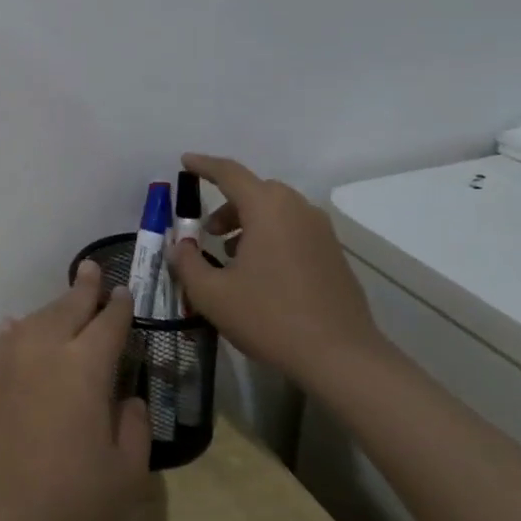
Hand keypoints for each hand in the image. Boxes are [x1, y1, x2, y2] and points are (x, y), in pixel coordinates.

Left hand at [0, 262, 150, 520]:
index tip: (125, 292)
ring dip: (54, 307)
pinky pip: (10, 339)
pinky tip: (17, 326)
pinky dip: (20, 328)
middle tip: (92, 270)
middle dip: (84, 288)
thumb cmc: (70, 496)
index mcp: (86, 366)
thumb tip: (129, 399)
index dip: (119, 307)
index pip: (108, 324)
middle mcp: (47, 349)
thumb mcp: (125, 472)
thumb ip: (134, 428)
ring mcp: (13, 360)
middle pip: (68, 308)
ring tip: (65, 302)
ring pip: (37, 318)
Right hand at [167, 153, 387, 385]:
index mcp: (267, 208)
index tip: (185, 162)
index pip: (229, 173)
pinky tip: (259, 271)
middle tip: (205, 230)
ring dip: (249, 221)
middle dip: (226, 203)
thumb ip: (186, 263)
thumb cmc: (270, 317)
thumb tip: (178, 245)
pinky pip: (294, 229)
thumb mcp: (212, 294)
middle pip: (255, 191)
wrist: (342, 358)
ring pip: (276, 211)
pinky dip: (270, 236)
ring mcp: (321, 232)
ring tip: (230, 253)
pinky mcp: (334, 255)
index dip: (204, 165)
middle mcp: (297, 210)